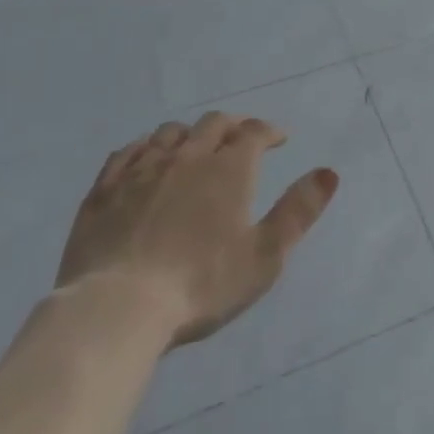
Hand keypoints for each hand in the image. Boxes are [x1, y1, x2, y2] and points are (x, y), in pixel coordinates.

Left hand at [56, 111, 338, 347]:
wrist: (117, 309)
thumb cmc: (201, 285)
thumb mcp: (265, 256)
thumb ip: (298, 211)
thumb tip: (329, 172)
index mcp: (228, 169)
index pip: (253, 132)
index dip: (269, 131)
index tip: (278, 139)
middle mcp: (187, 157)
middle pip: (213, 124)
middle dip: (232, 125)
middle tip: (240, 138)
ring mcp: (141, 170)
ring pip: (170, 133)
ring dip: (189, 134)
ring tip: (194, 148)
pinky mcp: (104, 191)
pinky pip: (126, 153)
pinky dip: (144, 147)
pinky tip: (145, 158)